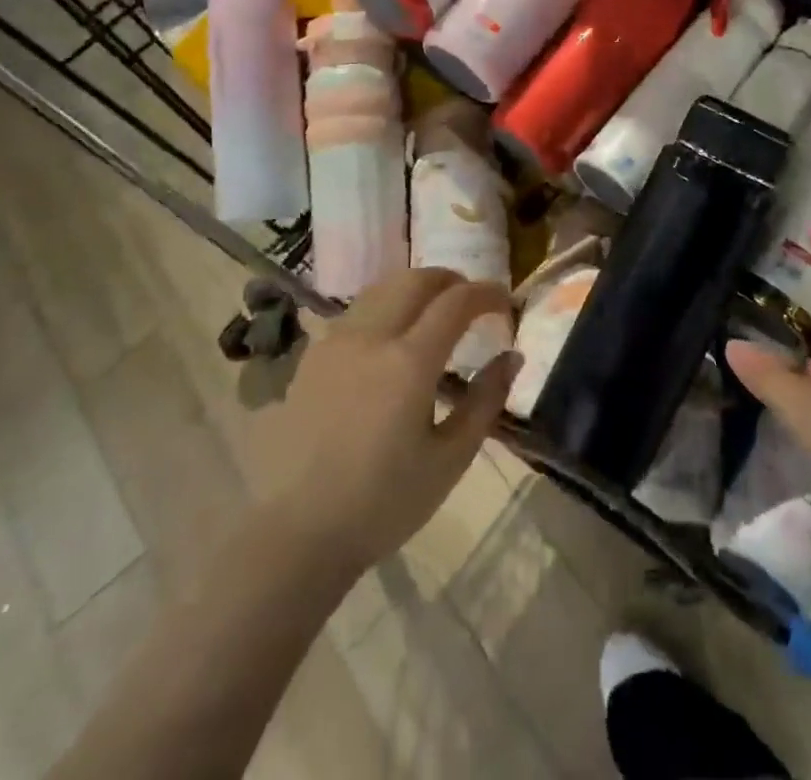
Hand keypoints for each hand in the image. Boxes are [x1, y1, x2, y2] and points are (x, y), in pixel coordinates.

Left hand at [255, 269, 519, 575]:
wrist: (298, 532)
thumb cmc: (383, 503)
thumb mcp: (449, 460)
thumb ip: (485, 401)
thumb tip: (512, 357)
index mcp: (409, 362)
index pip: (456, 302)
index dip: (487, 293)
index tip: (505, 302)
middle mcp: (371, 337)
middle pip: (416, 279)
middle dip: (451, 280)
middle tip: (472, 300)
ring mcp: (336, 342)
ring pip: (383, 287)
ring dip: (416, 287)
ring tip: (434, 310)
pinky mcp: (313, 356)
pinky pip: (357, 311)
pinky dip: (386, 305)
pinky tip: (392, 336)